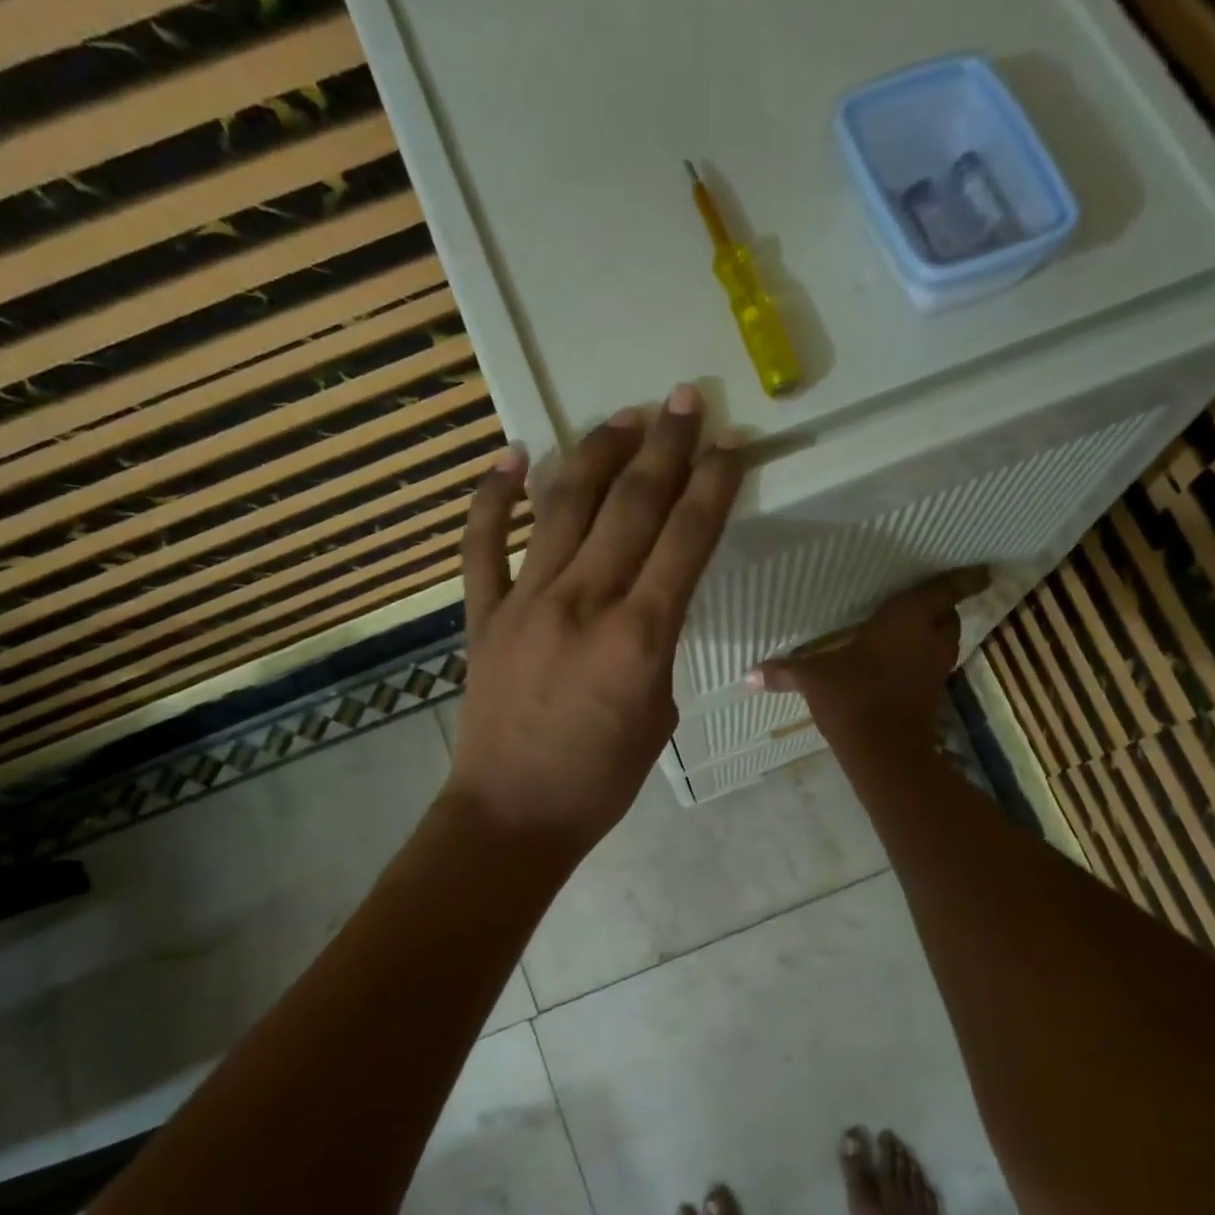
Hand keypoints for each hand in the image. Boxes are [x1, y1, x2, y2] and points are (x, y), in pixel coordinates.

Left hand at [442, 384, 743, 857]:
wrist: (513, 814)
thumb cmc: (601, 780)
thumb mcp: (658, 713)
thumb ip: (658, 647)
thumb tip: (649, 604)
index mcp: (639, 636)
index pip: (687, 538)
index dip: (714, 484)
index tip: (732, 444)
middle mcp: (583, 602)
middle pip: (631, 506)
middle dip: (664, 447)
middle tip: (684, 400)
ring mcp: (525, 602)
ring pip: (563, 507)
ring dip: (595, 454)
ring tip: (622, 417)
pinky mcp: (482, 615)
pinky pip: (483, 544)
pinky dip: (493, 496)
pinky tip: (511, 454)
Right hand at [755, 567, 991, 749]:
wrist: (884, 749)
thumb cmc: (852, 697)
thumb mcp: (813, 678)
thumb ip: (784, 672)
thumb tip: (747, 675)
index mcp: (908, 619)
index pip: (945, 590)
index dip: (965, 579)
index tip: (984, 571)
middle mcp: (929, 639)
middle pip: (949, 616)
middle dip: (942, 608)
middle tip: (927, 601)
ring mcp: (934, 669)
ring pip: (945, 642)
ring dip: (935, 634)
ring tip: (912, 631)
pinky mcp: (932, 694)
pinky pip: (933, 666)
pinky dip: (923, 660)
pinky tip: (899, 664)